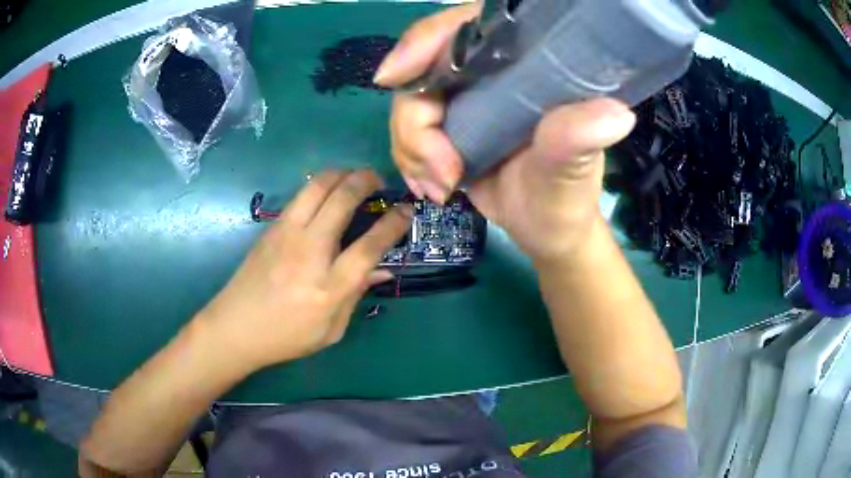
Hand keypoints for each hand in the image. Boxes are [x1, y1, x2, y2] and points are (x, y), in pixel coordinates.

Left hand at [200, 170, 412, 369]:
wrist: (235, 326)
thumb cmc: (286, 337)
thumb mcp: (331, 330)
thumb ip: (356, 295)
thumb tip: (382, 269)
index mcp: (328, 287)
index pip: (369, 245)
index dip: (393, 223)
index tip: (406, 210)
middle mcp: (309, 252)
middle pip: (342, 199)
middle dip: (367, 181)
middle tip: (380, 182)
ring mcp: (286, 234)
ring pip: (318, 185)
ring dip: (343, 174)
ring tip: (355, 179)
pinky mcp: (272, 227)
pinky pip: (302, 194)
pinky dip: (321, 185)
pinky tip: (328, 194)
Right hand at [375, 6, 635, 263]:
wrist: (546, 229)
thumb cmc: (565, 197)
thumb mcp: (572, 170)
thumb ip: (577, 140)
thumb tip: (616, 115)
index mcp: (525, 62)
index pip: (466, 27)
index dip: (425, 41)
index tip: (394, 76)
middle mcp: (490, 70)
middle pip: (423, 68)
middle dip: (415, 123)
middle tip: (440, 172)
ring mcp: (466, 96)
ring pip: (409, 102)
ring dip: (412, 150)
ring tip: (441, 188)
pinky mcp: (449, 123)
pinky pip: (408, 130)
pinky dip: (410, 160)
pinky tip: (432, 187)